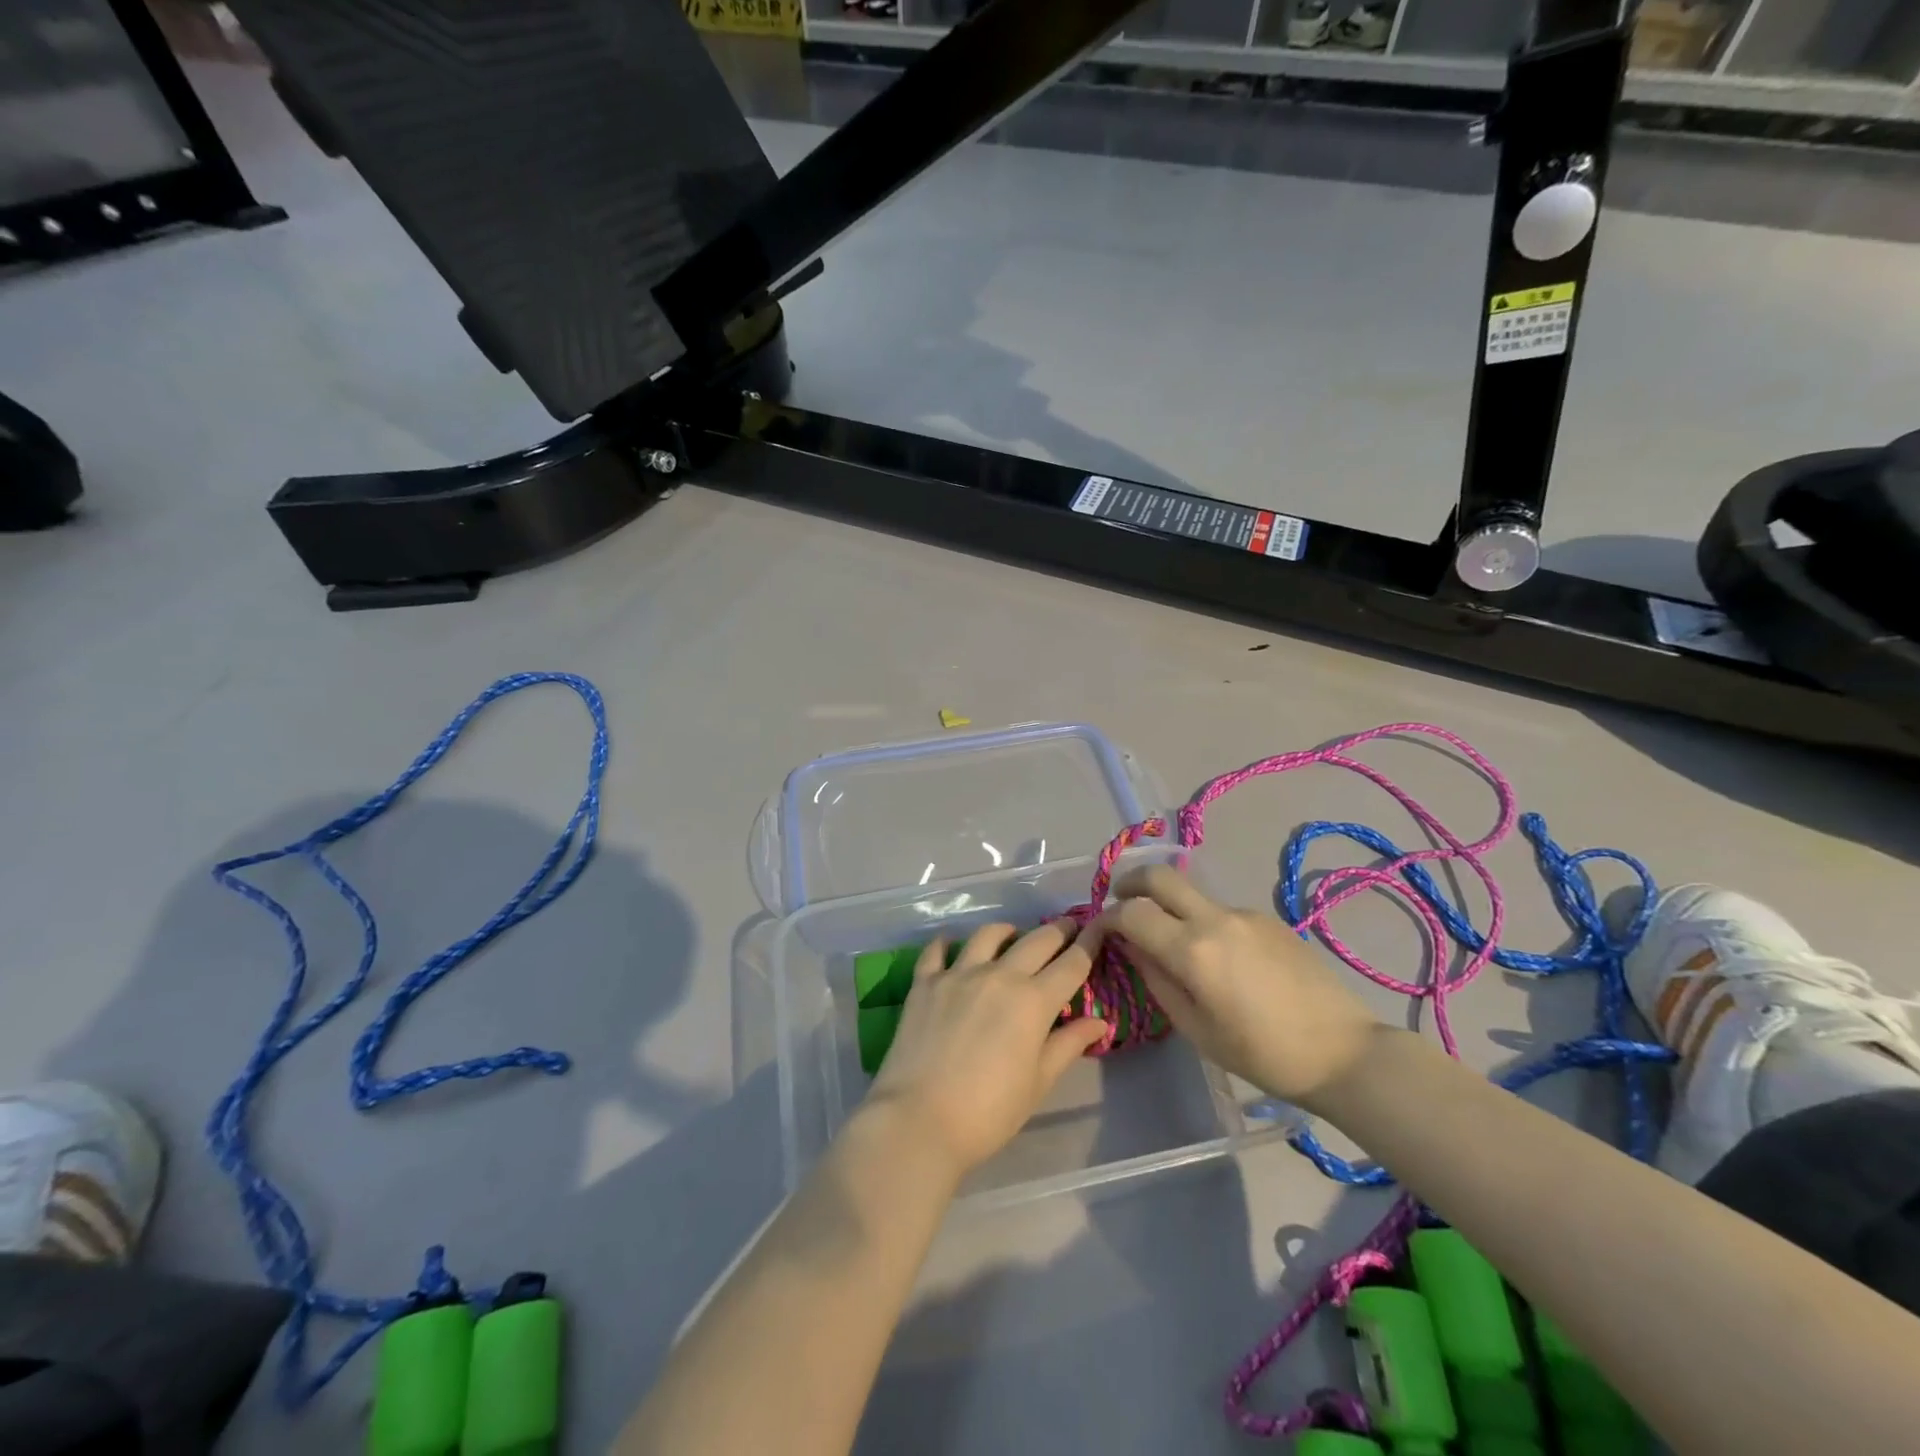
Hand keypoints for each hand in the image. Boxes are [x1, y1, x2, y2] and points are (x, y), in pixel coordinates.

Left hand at [865, 921, 1108, 1175]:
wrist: (920, 1119)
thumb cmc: (990, 1111)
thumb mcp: (1038, 1082)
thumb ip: (1068, 1045)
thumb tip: (1098, 1022)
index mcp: (1034, 1001)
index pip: (1071, 964)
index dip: (1089, 943)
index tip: (1098, 927)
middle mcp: (999, 975)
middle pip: (1036, 940)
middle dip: (1057, 931)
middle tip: (1065, 928)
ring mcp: (959, 974)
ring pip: (988, 934)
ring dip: (1006, 931)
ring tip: (1011, 934)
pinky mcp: (925, 982)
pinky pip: (937, 950)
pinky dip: (947, 943)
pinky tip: (951, 945)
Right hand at [1093, 866, 1377, 1111]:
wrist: (1343, 1052)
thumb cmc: (1262, 1054)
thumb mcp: (1195, 1028)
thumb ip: (1156, 979)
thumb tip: (1131, 946)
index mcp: (1192, 950)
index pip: (1131, 912)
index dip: (1106, 916)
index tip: (1099, 930)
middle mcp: (1215, 918)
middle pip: (1159, 875)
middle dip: (1131, 882)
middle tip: (1121, 902)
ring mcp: (1244, 913)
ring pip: (1191, 893)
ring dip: (1170, 906)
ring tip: (1173, 944)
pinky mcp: (1268, 918)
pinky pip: (1220, 911)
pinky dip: (1203, 922)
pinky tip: (1219, 959)